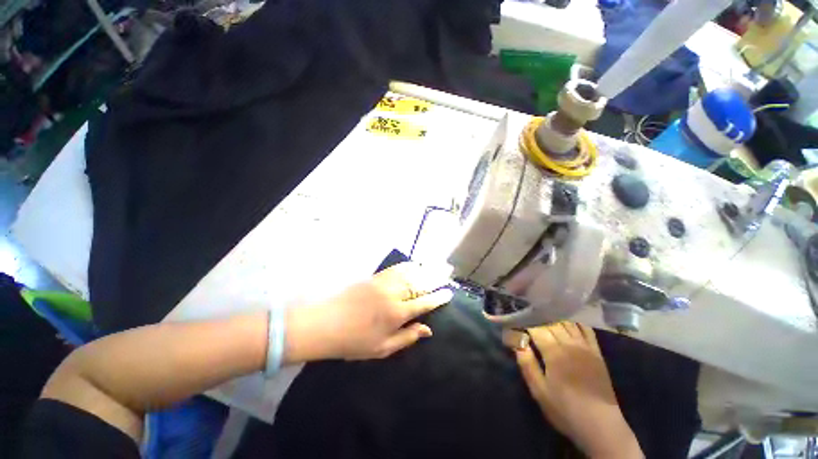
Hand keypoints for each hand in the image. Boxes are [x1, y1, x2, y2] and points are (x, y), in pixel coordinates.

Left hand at [285, 262, 452, 361]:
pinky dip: (407, 265)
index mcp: (397, 313)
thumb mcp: (382, 348)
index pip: (424, 303)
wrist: (324, 323)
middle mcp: (393, 294)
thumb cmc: (353, 341)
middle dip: (435, 278)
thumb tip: (428, 329)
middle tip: (447, 273)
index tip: (448, 293)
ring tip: (434, 267)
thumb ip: (407, 337)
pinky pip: (395, 268)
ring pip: (409, 273)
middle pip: (419, 284)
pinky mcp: (374, 277)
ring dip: (423, 269)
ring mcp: (383, 282)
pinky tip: (413, 264)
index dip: (438, 298)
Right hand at [515, 322, 642, 458]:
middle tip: (528, 322)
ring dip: (554, 319)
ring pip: (567, 323)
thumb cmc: (565, 408)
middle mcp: (569, 344)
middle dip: (537, 320)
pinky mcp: (596, 352)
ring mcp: (585, 346)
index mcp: (554, 352)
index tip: (516, 326)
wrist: (600, 423)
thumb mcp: (539, 390)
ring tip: (544, 321)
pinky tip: (567, 323)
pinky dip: (575, 323)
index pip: (536, 328)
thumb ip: (527, 364)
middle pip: (551, 323)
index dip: (525, 324)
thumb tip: (517, 343)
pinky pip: (585, 329)